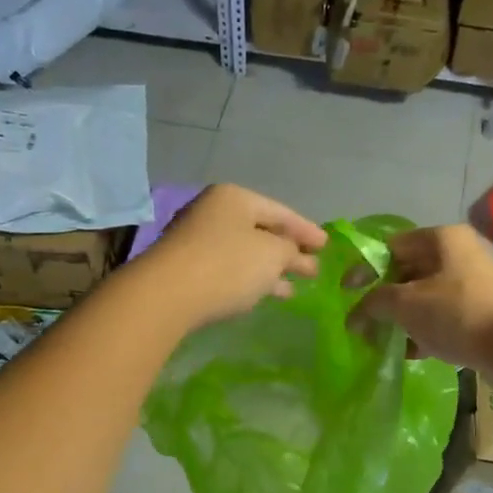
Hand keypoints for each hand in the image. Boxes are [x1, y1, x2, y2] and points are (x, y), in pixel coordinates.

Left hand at [134, 183, 328, 328]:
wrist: (166, 295)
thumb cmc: (227, 265)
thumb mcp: (272, 255)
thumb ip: (291, 250)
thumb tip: (294, 252)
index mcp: (235, 198)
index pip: (280, 211)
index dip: (306, 229)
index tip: (327, 246)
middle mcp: (213, 212)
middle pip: (261, 231)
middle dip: (288, 251)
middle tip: (313, 268)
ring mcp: (197, 240)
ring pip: (245, 252)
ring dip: (270, 269)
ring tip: (293, 288)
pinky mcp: (187, 268)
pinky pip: (228, 269)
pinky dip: (250, 279)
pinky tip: (263, 294)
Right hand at [352, 224, 492, 371]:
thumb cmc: (457, 313)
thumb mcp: (405, 304)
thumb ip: (372, 304)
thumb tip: (354, 317)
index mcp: (440, 239)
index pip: (390, 247)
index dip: (364, 269)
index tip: (346, 294)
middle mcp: (457, 255)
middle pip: (405, 273)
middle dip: (381, 300)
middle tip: (362, 324)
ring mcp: (470, 285)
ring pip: (422, 298)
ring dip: (399, 320)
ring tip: (381, 343)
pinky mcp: (478, 313)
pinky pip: (440, 318)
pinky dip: (421, 332)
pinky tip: (409, 353)